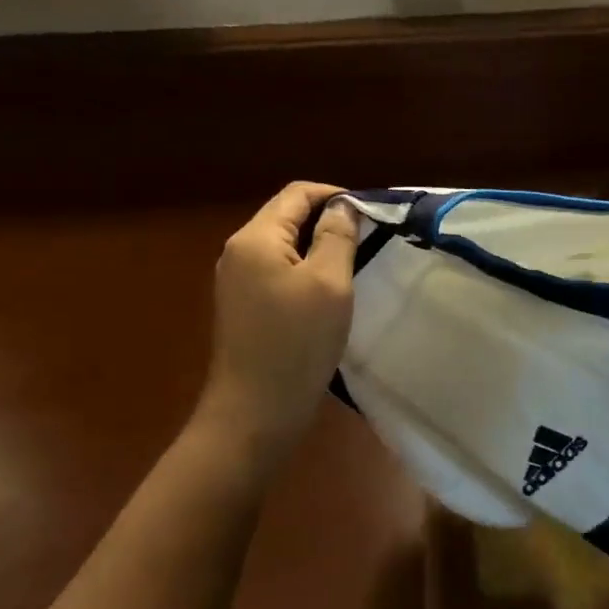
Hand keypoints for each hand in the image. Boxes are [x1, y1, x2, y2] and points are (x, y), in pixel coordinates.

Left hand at [200, 181, 359, 465]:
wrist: (254, 415)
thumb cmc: (295, 344)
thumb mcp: (329, 283)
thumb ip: (337, 236)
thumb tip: (343, 206)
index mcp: (255, 238)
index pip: (297, 193)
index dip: (335, 195)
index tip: (372, 214)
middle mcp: (239, 251)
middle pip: (287, 216)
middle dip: (328, 220)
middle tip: (369, 239)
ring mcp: (236, 281)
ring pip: (284, 245)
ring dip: (318, 246)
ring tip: (355, 263)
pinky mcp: (243, 306)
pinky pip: (277, 271)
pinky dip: (305, 270)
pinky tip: (328, 292)